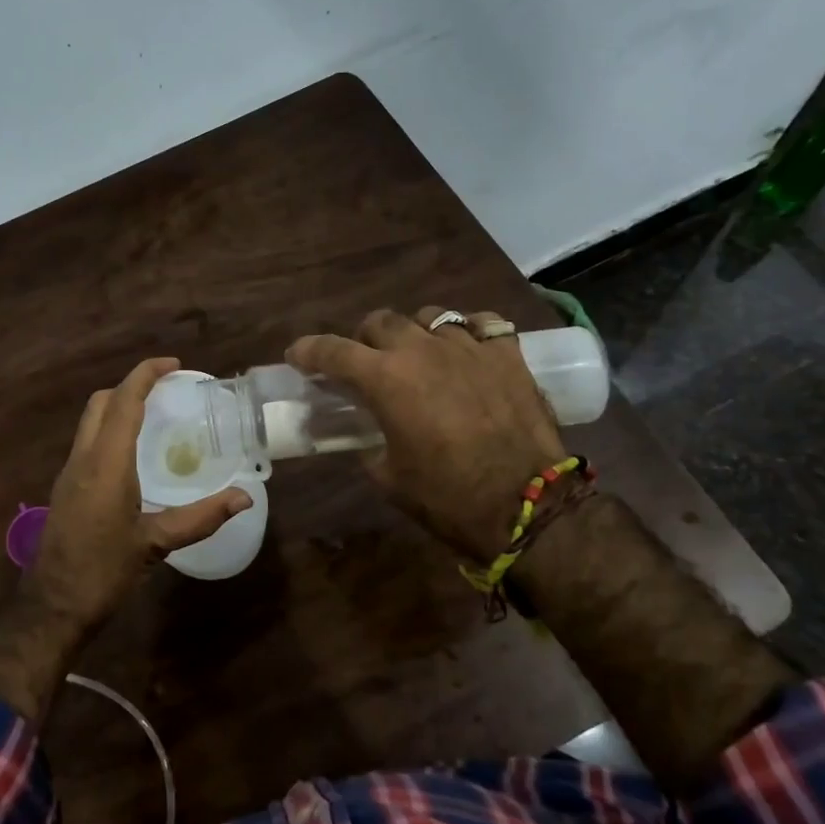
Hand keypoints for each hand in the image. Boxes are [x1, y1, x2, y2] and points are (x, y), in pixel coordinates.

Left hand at [0, 359, 250, 725]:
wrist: (52, 607)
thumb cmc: (103, 572)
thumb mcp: (155, 544)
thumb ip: (200, 517)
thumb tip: (244, 497)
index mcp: (106, 463)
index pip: (124, 401)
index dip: (146, 375)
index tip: (173, 364)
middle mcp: (83, 459)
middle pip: (101, 403)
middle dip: (131, 386)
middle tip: (166, 389)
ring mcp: (69, 473)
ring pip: (90, 421)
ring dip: (118, 407)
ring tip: (154, 416)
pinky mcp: (65, 489)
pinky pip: (87, 442)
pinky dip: (109, 430)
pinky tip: (132, 454)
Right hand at [288, 308, 566, 562]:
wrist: (528, 506)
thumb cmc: (448, 498)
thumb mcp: (389, 478)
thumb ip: (370, 447)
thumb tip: (370, 438)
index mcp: (386, 379)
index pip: (333, 351)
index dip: (308, 350)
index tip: (297, 355)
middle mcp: (422, 350)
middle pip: (380, 321)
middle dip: (363, 338)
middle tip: (364, 362)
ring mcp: (469, 347)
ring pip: (429, 316)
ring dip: (413, 332)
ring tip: (418, 353)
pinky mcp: (508, 355)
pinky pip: (482, 324)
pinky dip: (467, 331)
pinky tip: (466, 348)